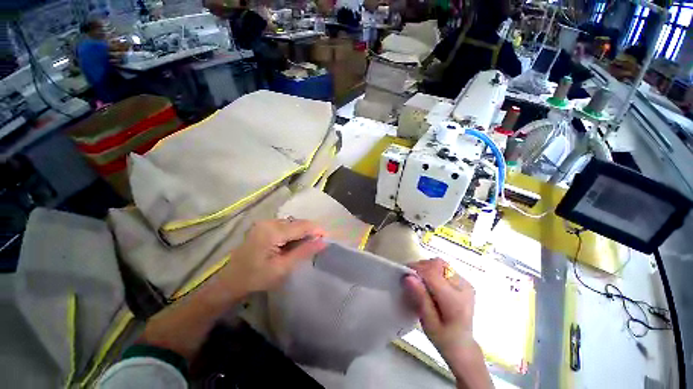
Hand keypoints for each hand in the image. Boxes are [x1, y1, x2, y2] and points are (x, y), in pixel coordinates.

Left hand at [219, 219, 325, 295]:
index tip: (327, 238)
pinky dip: (293, 233)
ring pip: (292, 223)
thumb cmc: (256, 278)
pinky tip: (293, 244)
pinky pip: (285, 225)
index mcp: (272, 231)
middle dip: (309, 232)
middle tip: (317, 245)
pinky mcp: (263, 225)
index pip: (301, 226)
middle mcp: (268, 222)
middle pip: (297, 223)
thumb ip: (304, 252)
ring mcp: (265, 222)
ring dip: (301, 232)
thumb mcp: (283, 268)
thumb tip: (324, 242)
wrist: (231, 281)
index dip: (317, 230)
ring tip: (306, 246)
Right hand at [403, 258, 475, 360]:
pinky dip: (432, 270)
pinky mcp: (463, 281)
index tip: (404, 274)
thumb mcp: (428, 323)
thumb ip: (420, 298)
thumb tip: (408, 277)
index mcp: (455, 301)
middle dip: (421, 267)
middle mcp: (463, 287)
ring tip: (419, 280)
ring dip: (426, 267)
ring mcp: (465, 283)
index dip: (416, 269)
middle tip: (410, 278)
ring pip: (440, 263)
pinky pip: (444, 268)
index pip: (433, 273)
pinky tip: (429, 282)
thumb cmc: (444, 338)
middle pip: (437, 264)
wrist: (463, 346)